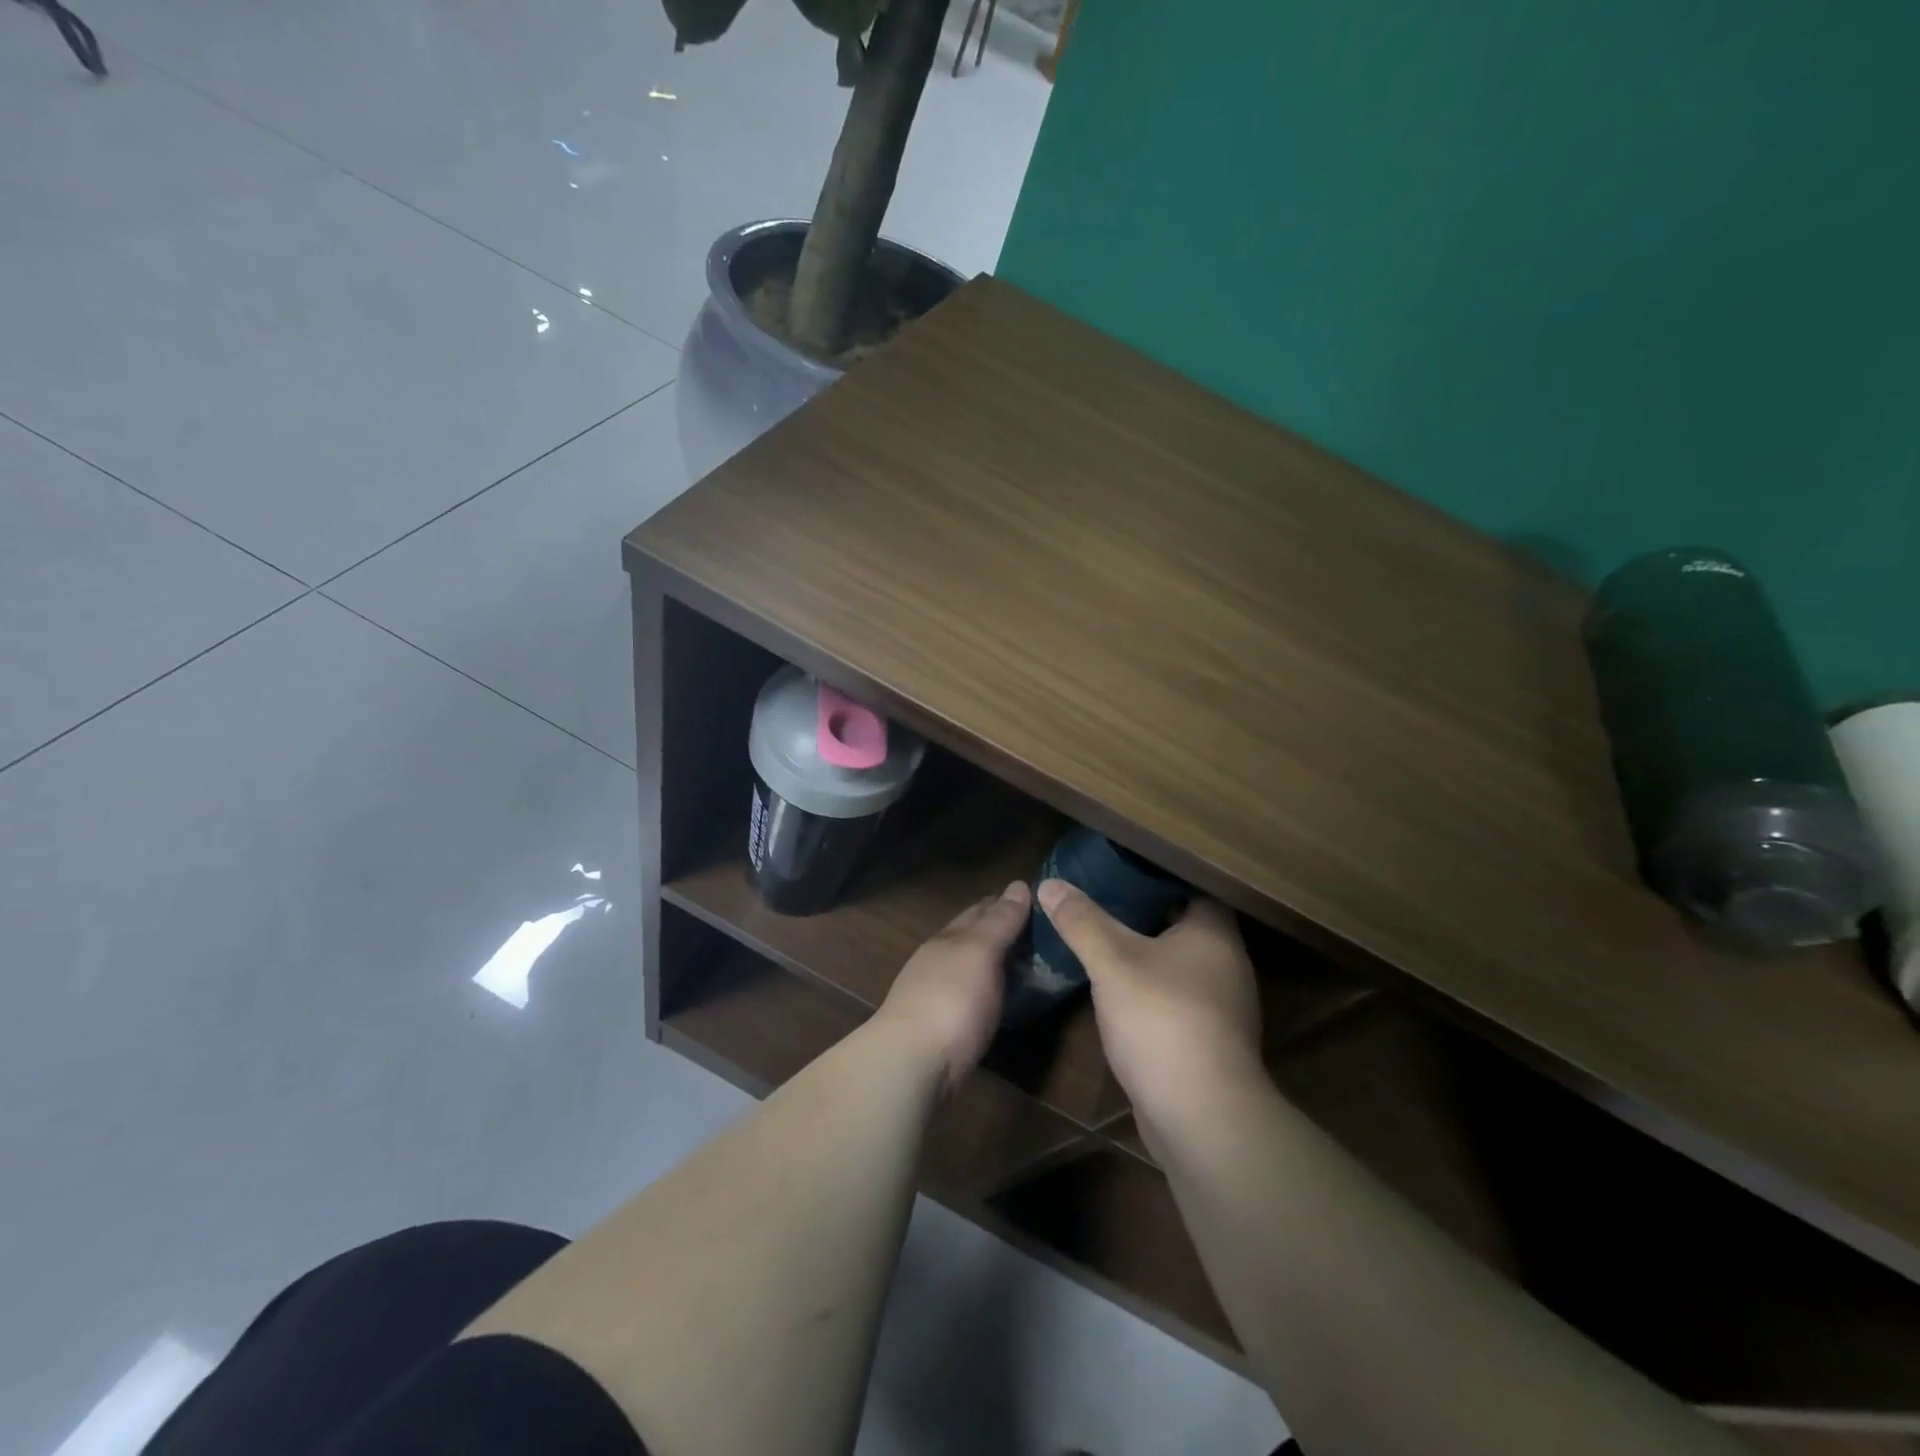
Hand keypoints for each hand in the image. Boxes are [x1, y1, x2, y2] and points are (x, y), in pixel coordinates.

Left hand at [875, 880, 1028, 1092]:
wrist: (911, 1063)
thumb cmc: (950, 999)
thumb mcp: (979, 952)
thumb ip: (999, 922)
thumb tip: (1018, 885)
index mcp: (948, 938)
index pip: (979, 910)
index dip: (1004, 902)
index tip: (1034, 897)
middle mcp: (939, 961)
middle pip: (972, 938)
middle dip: (999, 929)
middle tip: (1038, 930)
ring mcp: (937, 995)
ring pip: (971, 968)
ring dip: (995, 962)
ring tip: (1027, 963)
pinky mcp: (942, 1028)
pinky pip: (972, 997)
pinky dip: (989, 990)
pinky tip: (1001, 998)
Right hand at [1036, 880, 1263, 1134]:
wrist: (1202, 1116)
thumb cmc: (1162, 1019)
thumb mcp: (1112, 962)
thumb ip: (1082, 922)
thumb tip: (1050, 883)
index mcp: (1214, 933)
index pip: (1192, 885)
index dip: (1158, 874)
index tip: (1120, 864)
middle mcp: (1226, 964)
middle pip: (1184, 924)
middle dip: (1145, 911)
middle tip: (1101, 896)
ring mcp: (1221, 1006)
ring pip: (1179, 964)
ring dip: (1147, 953)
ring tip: (1103, 937)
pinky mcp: (1208, 1040)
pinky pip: (1176, 997)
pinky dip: (1150, 988)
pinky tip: (1118, 990)